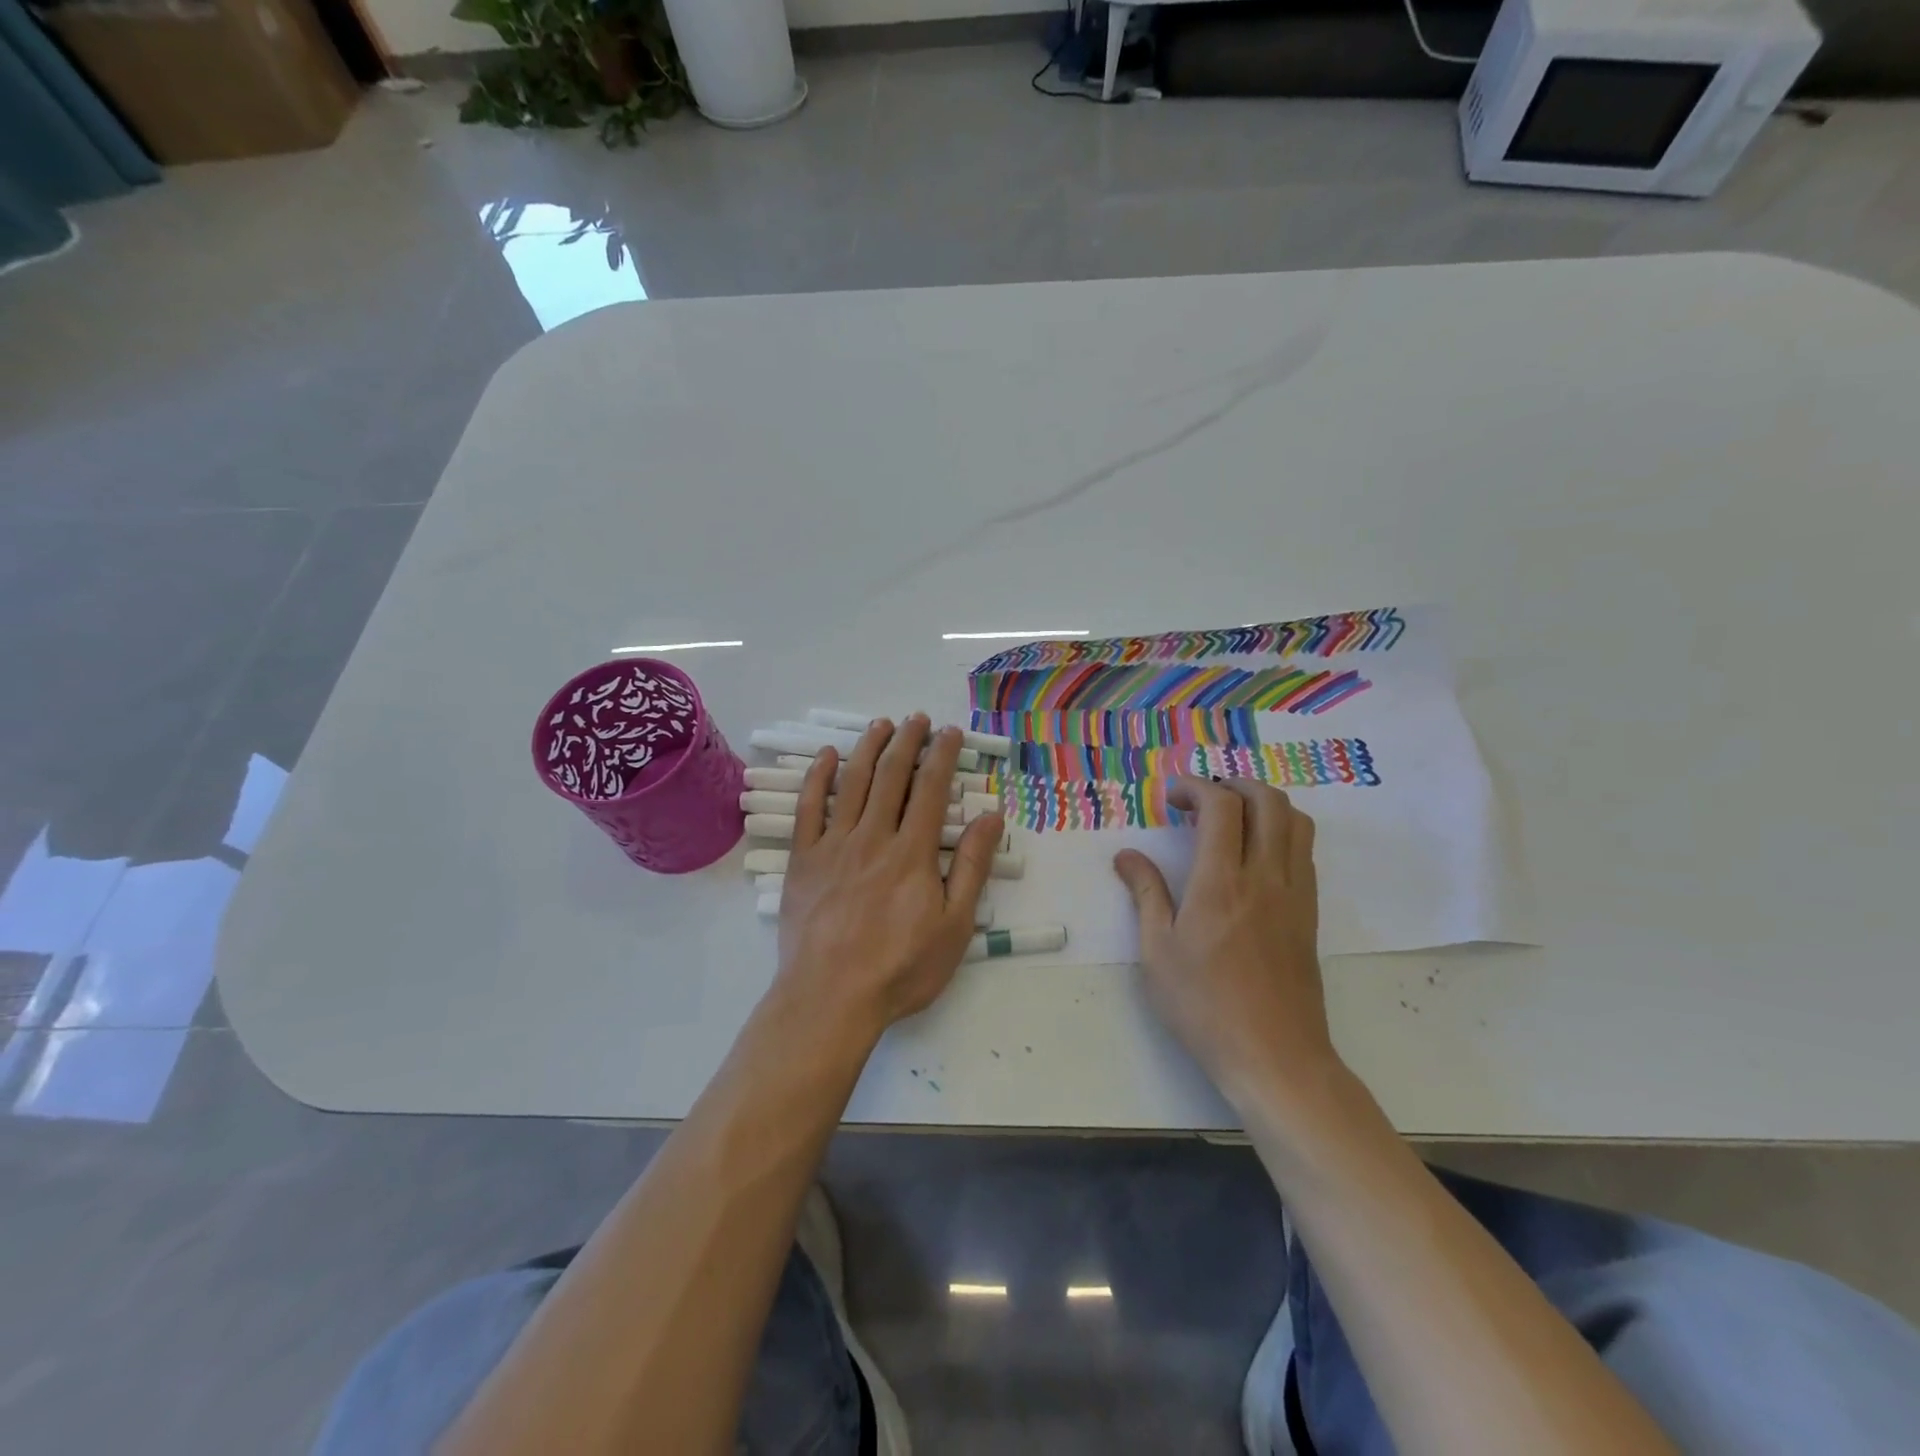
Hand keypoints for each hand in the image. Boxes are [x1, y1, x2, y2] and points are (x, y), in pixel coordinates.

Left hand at [773, 716, 1006, 1043]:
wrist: (830, 999)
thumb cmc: (900, 968)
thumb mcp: (954, 926)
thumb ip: (971, 867)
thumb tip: (991, 816)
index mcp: (912, 852)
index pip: (931, 789)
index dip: (942, 755)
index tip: (950, 733)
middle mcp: (873, 837)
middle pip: (892, 776)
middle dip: (907, 742)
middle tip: (917, 719)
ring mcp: (833, 845)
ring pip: (852, 782)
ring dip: (869, 748)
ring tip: (880, 724)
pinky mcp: (803, 860)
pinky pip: (809, 808)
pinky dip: (818, 777)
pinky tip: (827, 756)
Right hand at [1112, 778, 1337, 1105]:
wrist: (1275, 1057)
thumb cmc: (1205, 1006)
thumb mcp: (1158, 952)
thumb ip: (1146, 894)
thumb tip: (1126, 856)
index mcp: (1222, 883)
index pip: (1221, 806)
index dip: (1196, 787)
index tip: (1171, 796)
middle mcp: (1265, 877)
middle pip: (1267, 801)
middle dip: (1234, 784)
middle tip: (1202, 798)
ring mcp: (1295, 894)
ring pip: (1295, 821)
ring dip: (1263, 803)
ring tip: (1231, 819)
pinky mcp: (1309, 913)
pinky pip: (1304, 851)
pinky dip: (1281, 832)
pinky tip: (1254, 855)